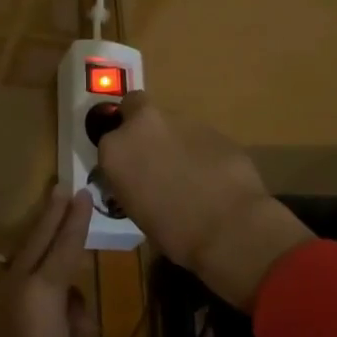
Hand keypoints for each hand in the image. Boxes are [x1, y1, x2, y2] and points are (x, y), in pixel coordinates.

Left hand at [0, 186, 99, 336]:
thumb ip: (82, 322)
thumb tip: (71, 299)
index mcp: (43, 294)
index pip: (66, 245)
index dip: (78, 219)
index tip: (84, 195)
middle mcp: (11, 283)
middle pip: (36, 238)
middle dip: (51, 212)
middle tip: (61, 188)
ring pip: (9, 257)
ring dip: (27, 245)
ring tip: (39, 235)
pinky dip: (5, 278)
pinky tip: (12, 288)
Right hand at [96, 93, 310, 310]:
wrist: (228, 225)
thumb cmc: (173, 231)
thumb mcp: (135, 210)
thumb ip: (132, 180)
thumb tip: (141, 177)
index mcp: (116, 149)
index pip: (108, 139)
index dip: (121, 152)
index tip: (130, 168)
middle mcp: (144, 124)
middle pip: (135, 105)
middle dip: (140, 122)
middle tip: (151, 151)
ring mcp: (180, 120)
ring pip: (169, 121)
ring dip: (173, 138)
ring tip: (187, 171)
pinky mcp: (212, 126)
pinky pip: (197, 134)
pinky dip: (199, 148)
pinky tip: (210, 173)